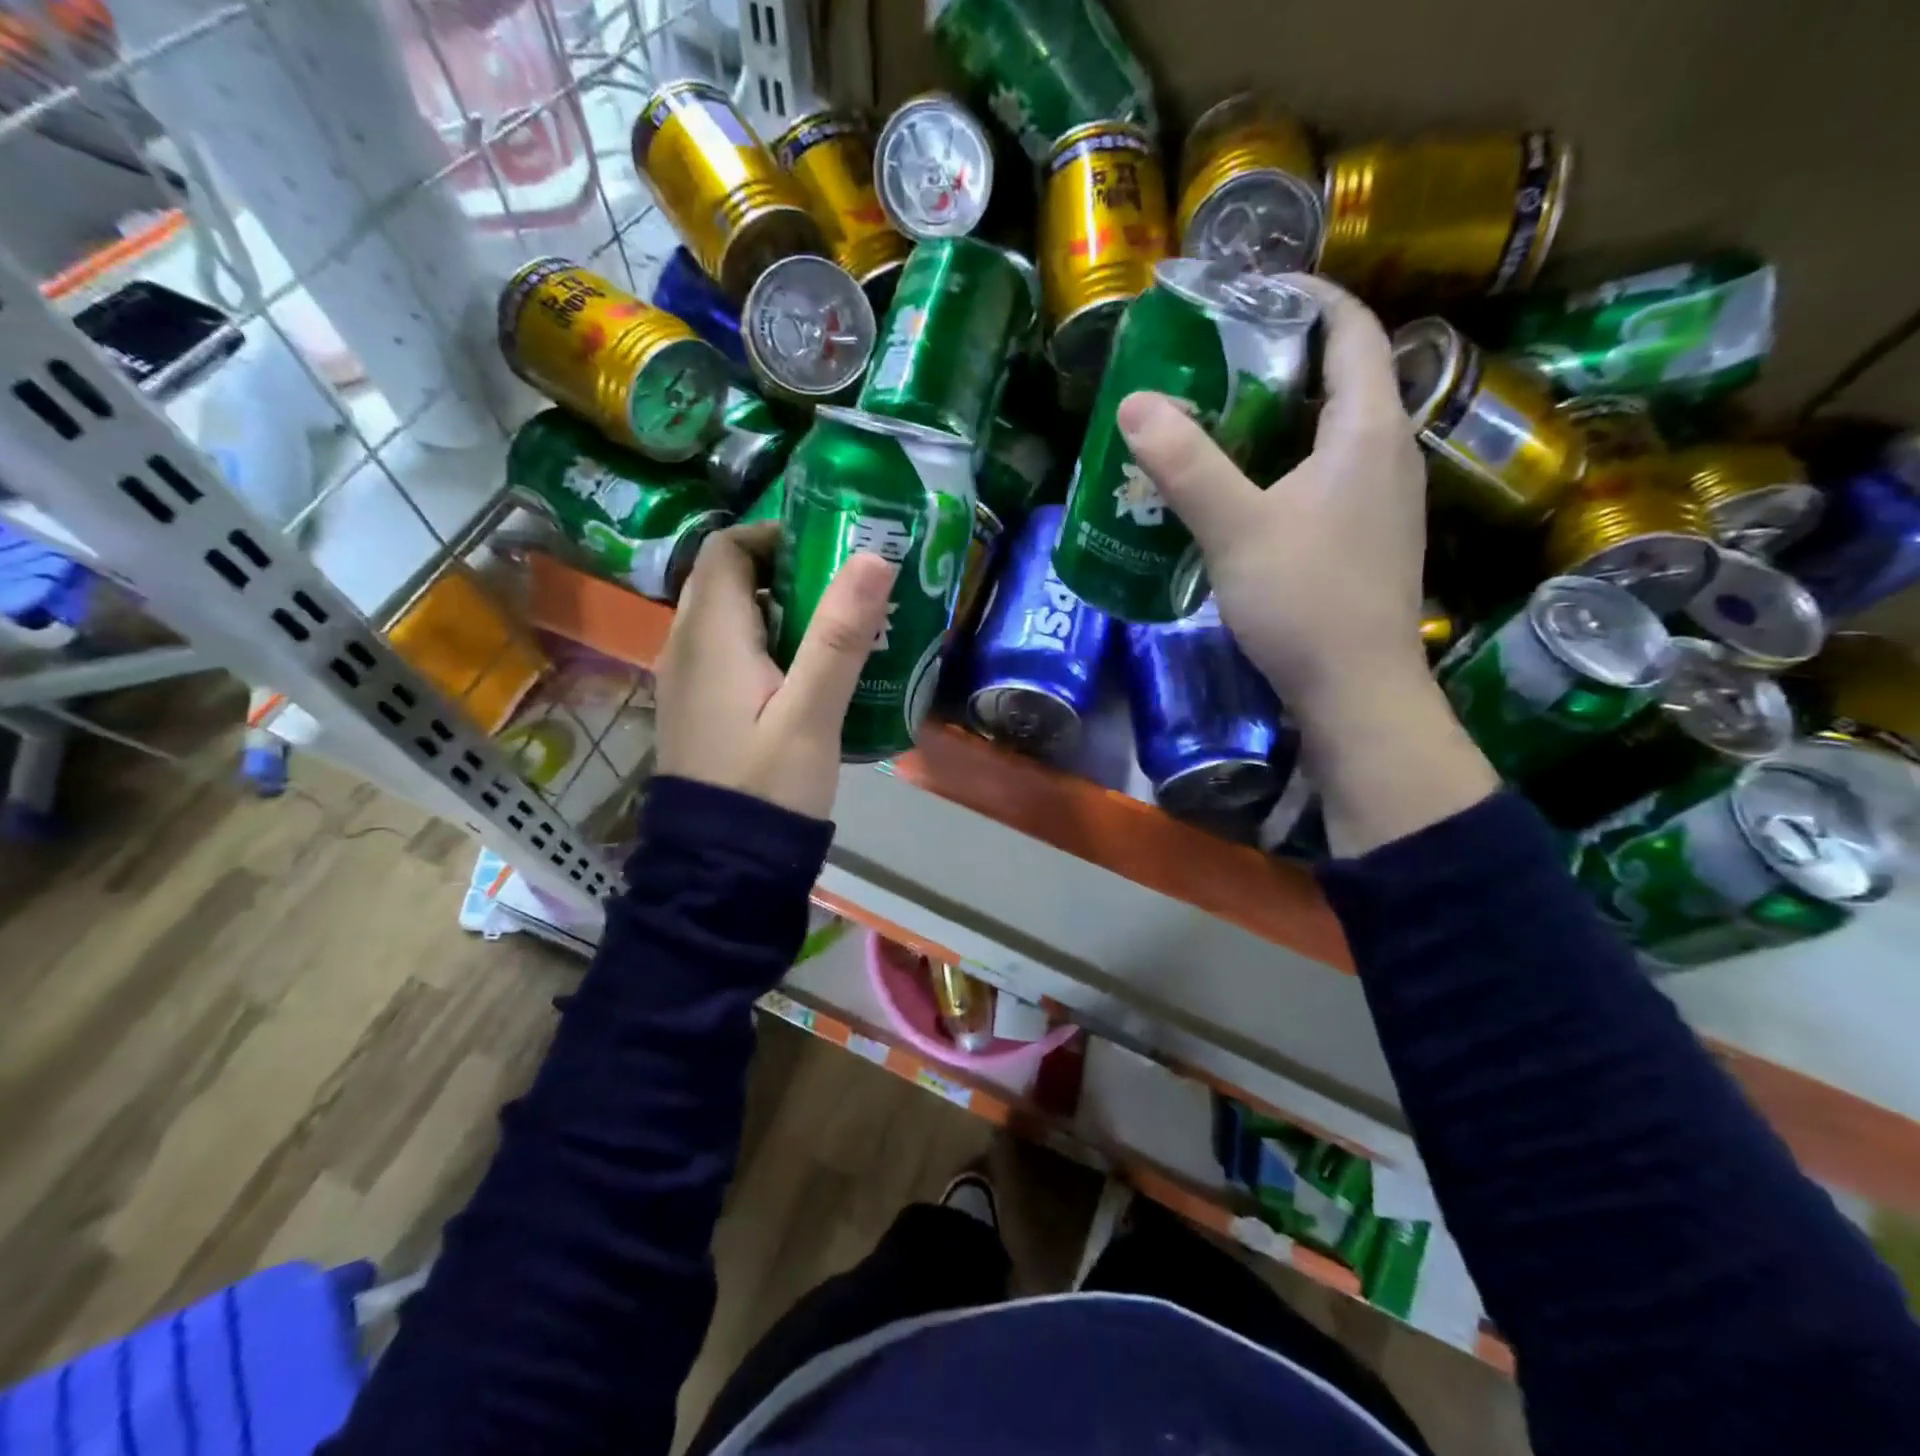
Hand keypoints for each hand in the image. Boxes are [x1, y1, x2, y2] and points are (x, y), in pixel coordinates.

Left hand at [656, 524, 896, 820]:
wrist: (722, 865)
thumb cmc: (768, 785)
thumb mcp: (812, 712)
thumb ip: (840, 636)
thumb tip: (873, 557)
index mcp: (710, 636)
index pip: (727, 549)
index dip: (774, 536)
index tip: (828, 550)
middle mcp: (686, 647)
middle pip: (728, 581)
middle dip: (784, 572)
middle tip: (843, 589)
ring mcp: (687, 680)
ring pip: (729, 619)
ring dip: (778, 610)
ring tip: (836, 628)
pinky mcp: (698, 709)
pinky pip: (728, 654)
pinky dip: (765, 645)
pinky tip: (807, 675)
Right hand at [1118, 275, 1496, 853]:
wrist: (1357, 692)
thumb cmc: (1304, 602)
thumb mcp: (1236, 528)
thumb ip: (1186, 465)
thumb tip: (1134, 402)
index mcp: (1369, 430)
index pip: (1351, 329)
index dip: (1305, 296)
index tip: (1246, 292)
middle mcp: (1390, 453)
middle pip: (1343, 376)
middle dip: (1281, 356)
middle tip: (1212, 359)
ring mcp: (1385, 499)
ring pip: (1334, 430)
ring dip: (1282, 413)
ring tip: (1218, 417)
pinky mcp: (1368, 537)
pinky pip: (1330, 473)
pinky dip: (1288, 460)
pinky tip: (1244, 488)